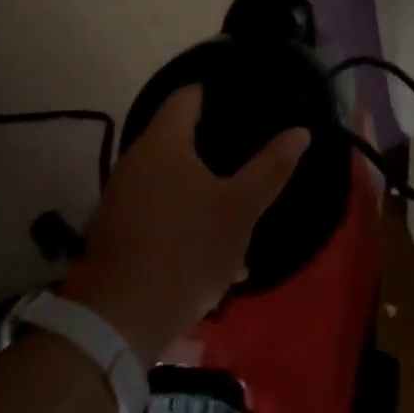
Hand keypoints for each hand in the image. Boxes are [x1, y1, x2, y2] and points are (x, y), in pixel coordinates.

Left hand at [59, 86, 307, 361]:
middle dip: (211, 144)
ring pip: (167, 176)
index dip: (215, 93)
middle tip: (246, 151)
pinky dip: (179, 212)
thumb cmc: (187, 250)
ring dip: (197, 185)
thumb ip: (271, 167)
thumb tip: (299, 132)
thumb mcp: (240, 209)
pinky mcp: (114, 230)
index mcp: (163, 143)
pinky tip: (205, 241)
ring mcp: (119, 196)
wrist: (121, 319)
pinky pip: (154, 207)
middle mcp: (134, 160)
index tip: (243, 100)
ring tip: (232, 200)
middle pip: (176, 136)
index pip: (187, 96)